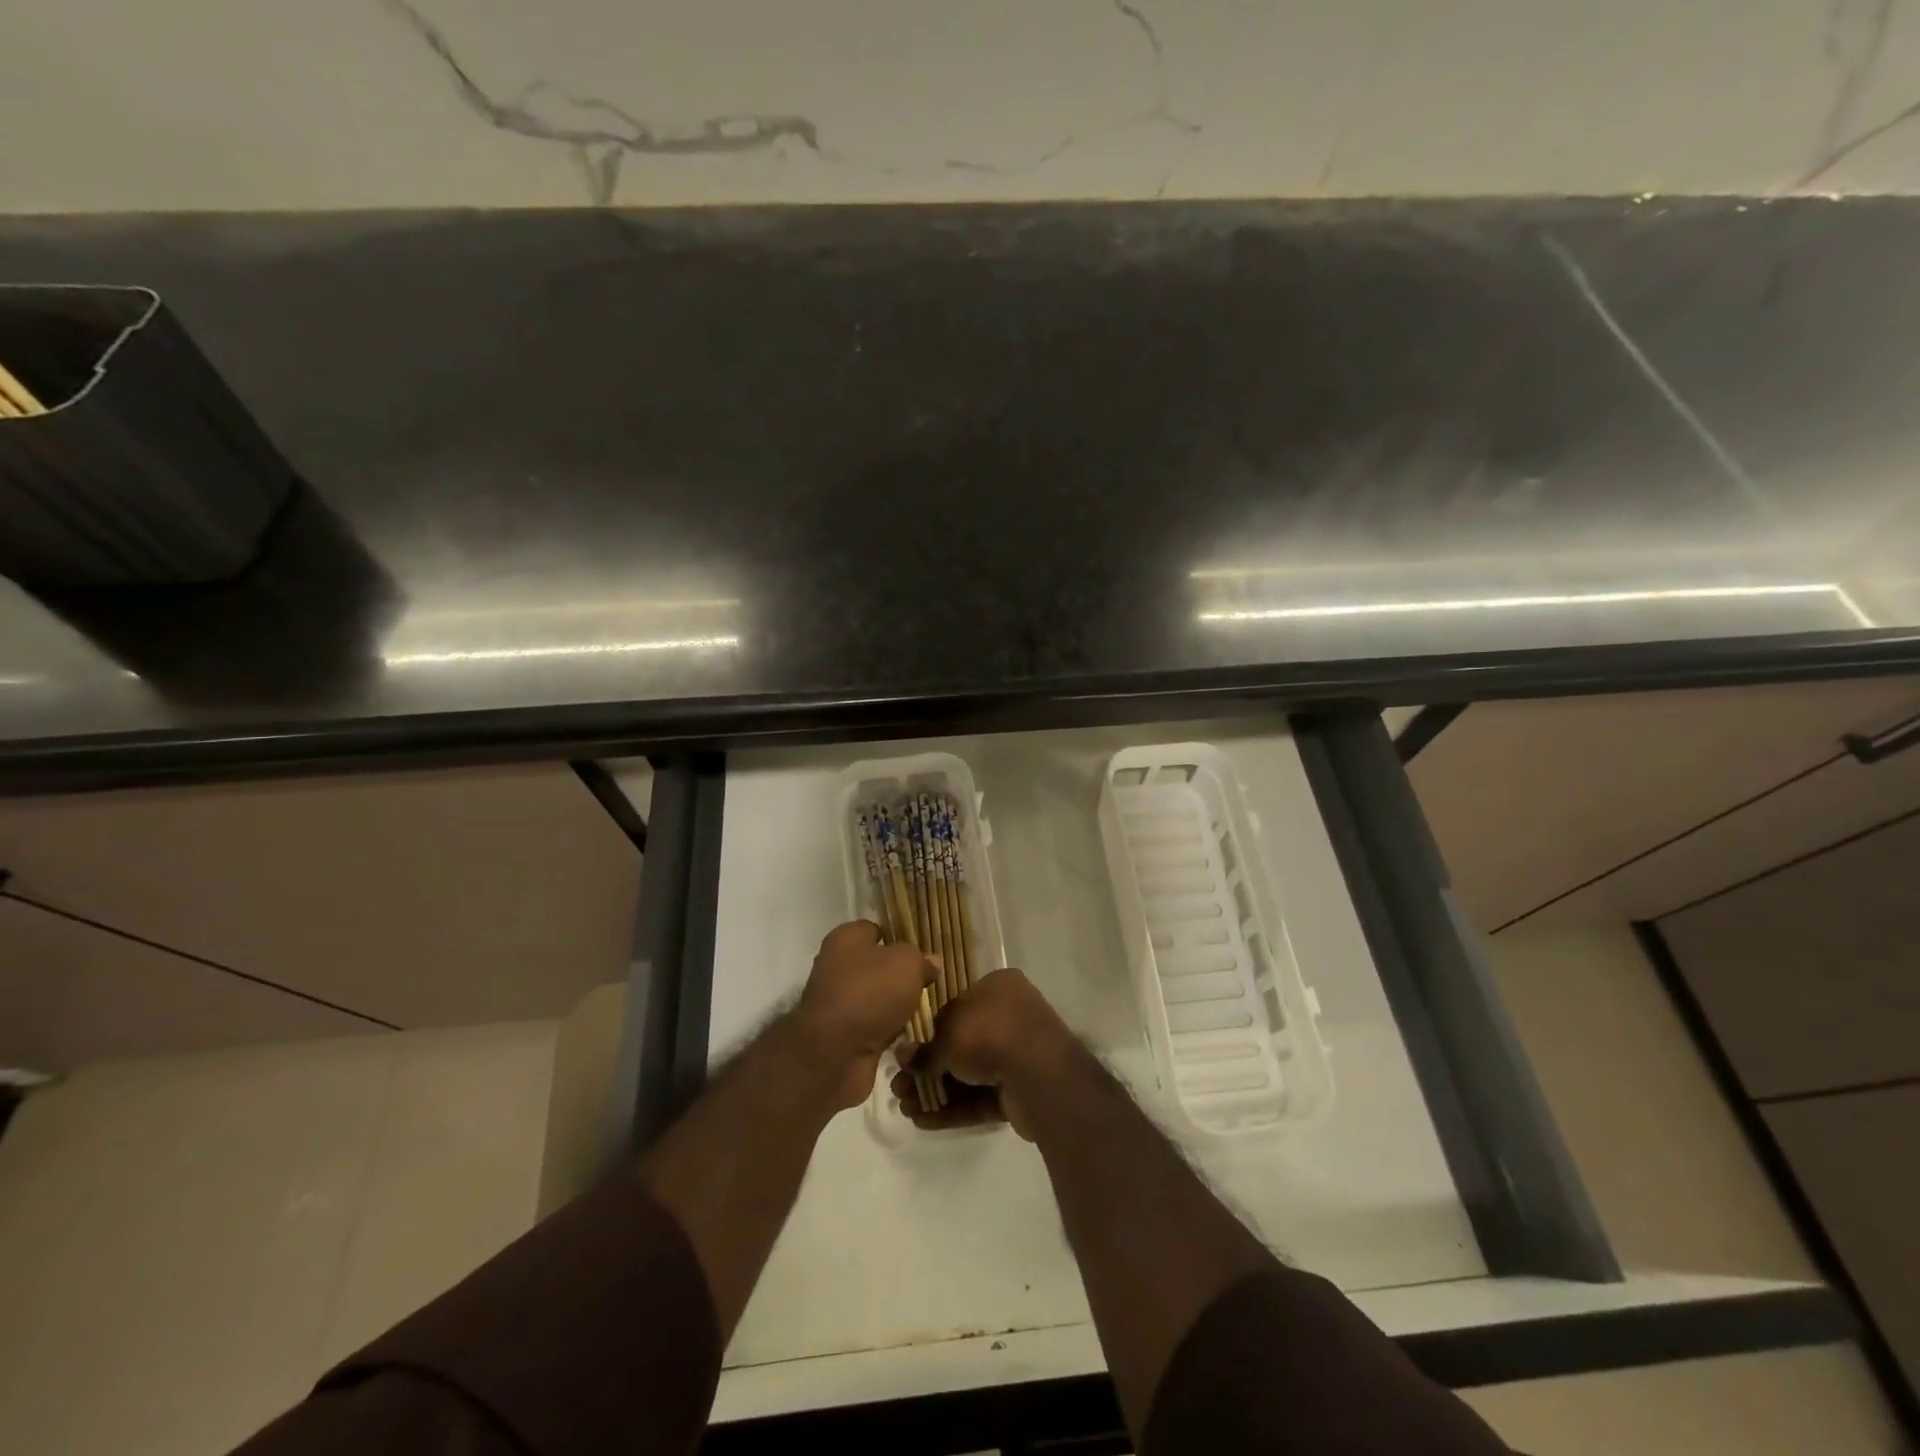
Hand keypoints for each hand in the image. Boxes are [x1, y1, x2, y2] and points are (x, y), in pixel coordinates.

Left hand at [794, 921, 935, 1110]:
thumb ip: (921, 959)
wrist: (834, 1054)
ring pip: (876, 997)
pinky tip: (910, 1034)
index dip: (899, 937)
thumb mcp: (907, 963)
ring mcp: (837, 1002)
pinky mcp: (841, 1035)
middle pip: (876, 965)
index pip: (875, 929)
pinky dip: (888, 1030)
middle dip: (901, 975)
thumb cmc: (870, 992)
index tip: (923, 952)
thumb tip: (931, 963)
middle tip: (929, 982)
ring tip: (925, 1009)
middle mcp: (836, 966)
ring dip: (896, 1005)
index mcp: (846, 939)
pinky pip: (873, 1025)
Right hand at [890, 968, 1076, 1139]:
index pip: (956, 1006)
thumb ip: (924, 1049)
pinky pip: (980, 1098)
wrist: (1040, 1075)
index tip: (905, 1051)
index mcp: (998, 988)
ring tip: (903, 1107)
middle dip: (927, 1068)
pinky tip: (922, 1120)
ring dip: (936, 1090)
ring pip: (968, 1074)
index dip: (928, 1031)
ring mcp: (1017, 1056)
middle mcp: (1010, 1016)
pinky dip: (953, 1108)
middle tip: (898, 1086)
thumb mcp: (948, 1035)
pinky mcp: (1020, 1091)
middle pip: (960, 1043)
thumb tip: (902, 1056)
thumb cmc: (991, 1034)